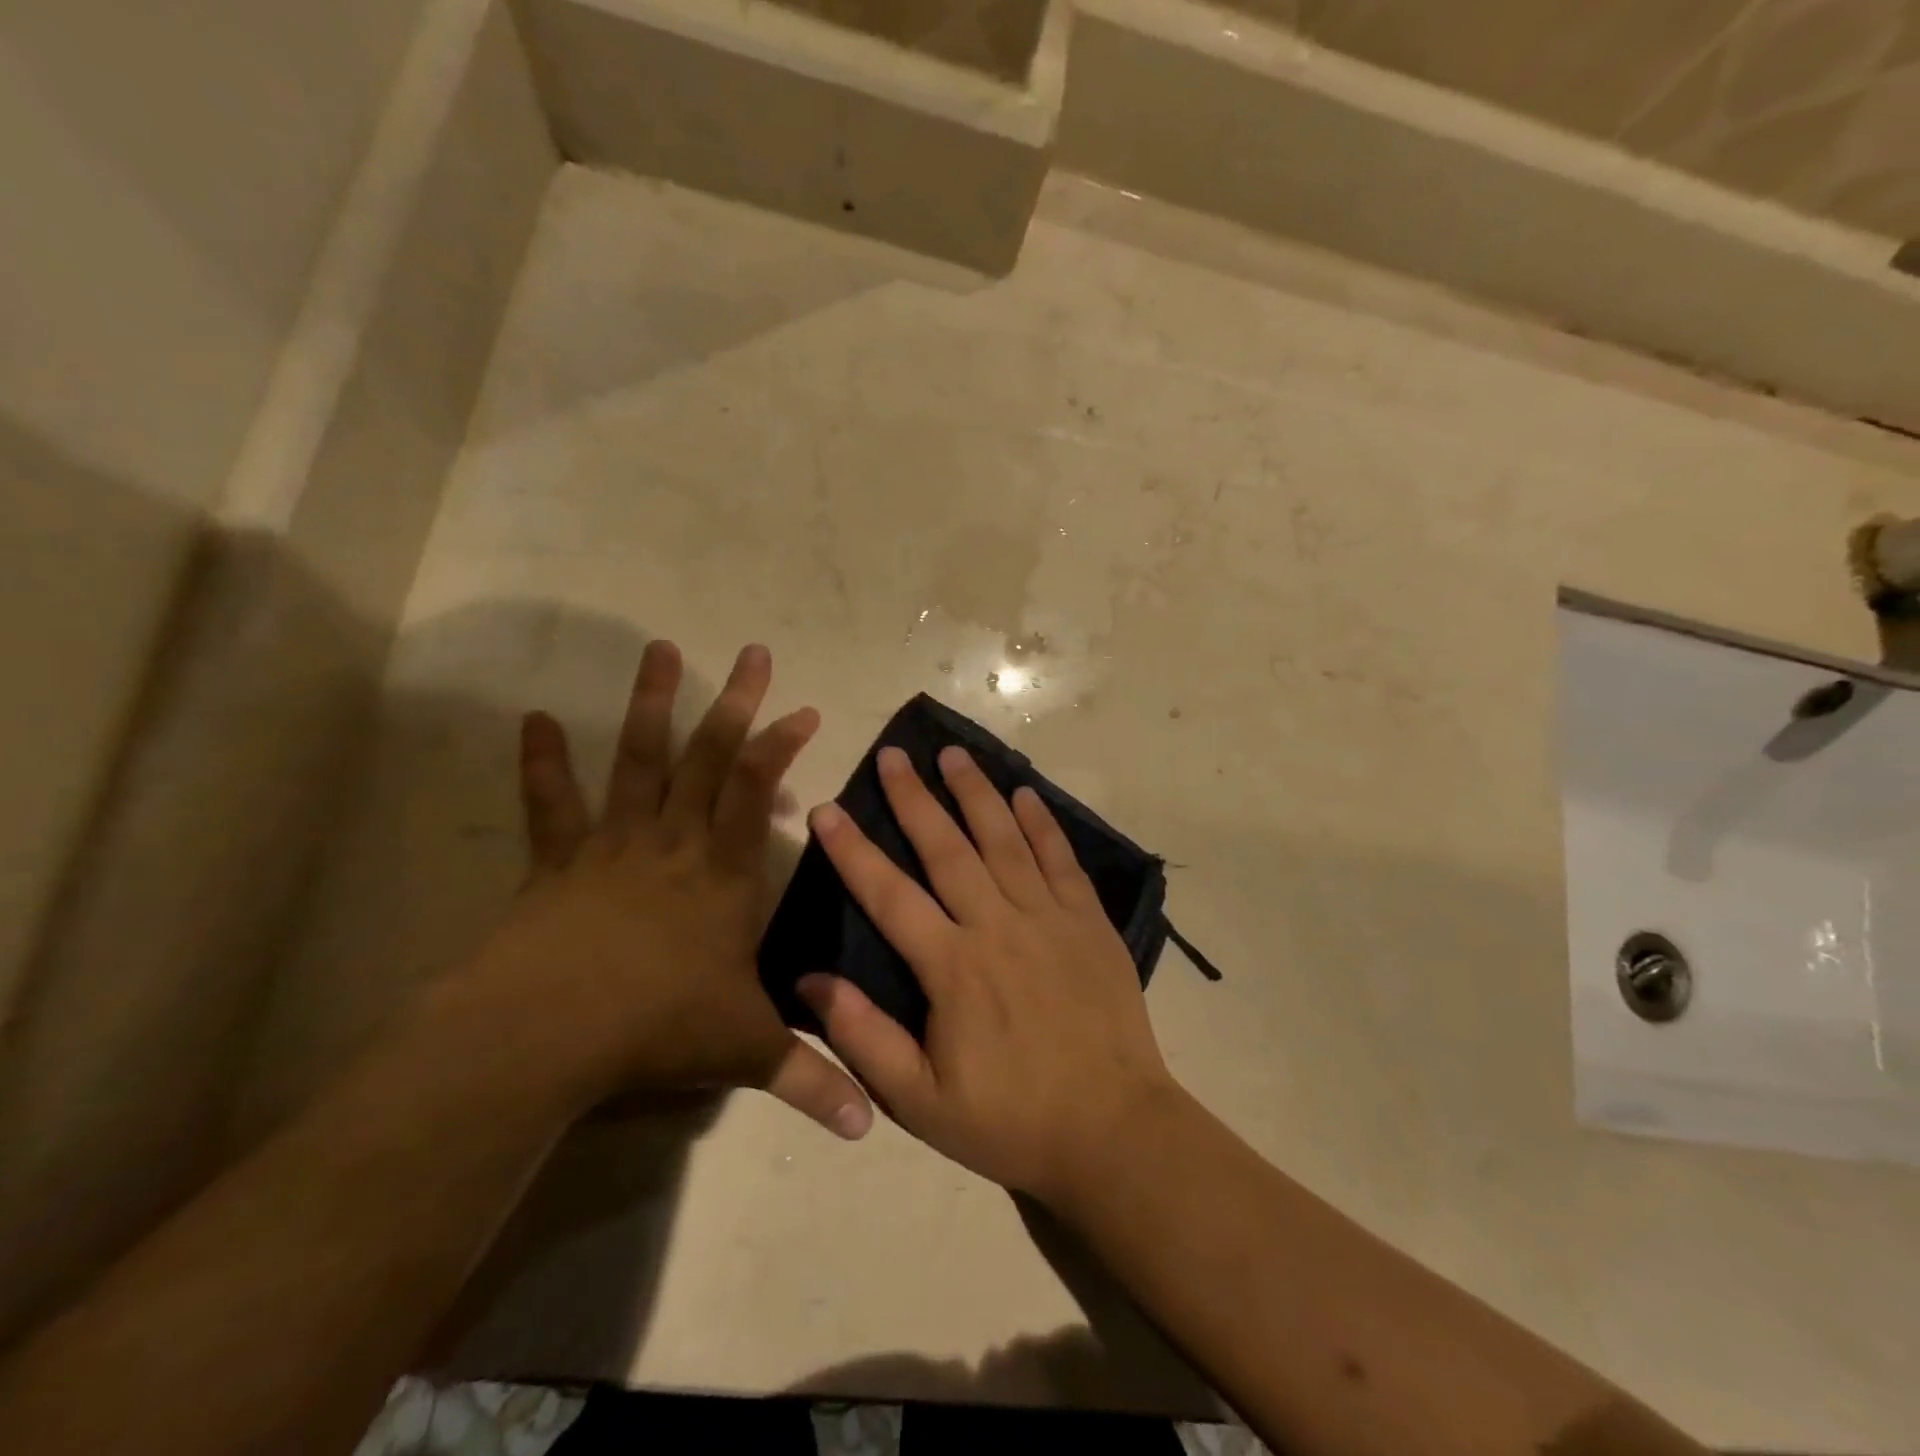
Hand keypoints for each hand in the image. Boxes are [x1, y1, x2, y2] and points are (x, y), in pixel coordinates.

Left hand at [444, 640, 872, 1139]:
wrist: (546, 1033)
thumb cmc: (655, 1027)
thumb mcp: (744, 1049)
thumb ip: (809, 1078)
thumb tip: (870, 1127)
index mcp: (721, 873)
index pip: (757, 793)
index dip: (781, 746)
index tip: (803, 709)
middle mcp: (672, 843)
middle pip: (707, 758)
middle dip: (735, 703)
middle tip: (751, 652)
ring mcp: (613, 845)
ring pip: (636, 760)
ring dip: (650, 705)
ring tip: (660, 650)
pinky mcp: (560, 861)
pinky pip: (552, 804)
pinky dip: (543, 762)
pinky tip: (531, 720)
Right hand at [797, 745, 1177, 1203]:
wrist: (1113, 1131)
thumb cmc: (1010, 1120)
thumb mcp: (920, 1102)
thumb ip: (864, 1038)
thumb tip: (811, 980)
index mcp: (952, 967)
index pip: (889, 894)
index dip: (854, 850)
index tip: (828, 809)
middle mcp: (998, 926)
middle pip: (947, 848)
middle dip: (915, 798)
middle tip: (893, 754)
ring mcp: (1049, 918)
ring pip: (1005, 840)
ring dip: (977, 793)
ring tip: (954, 753)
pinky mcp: (1089, 922)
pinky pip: (1061, 860)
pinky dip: (1042, 824)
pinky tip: (1026, 794)